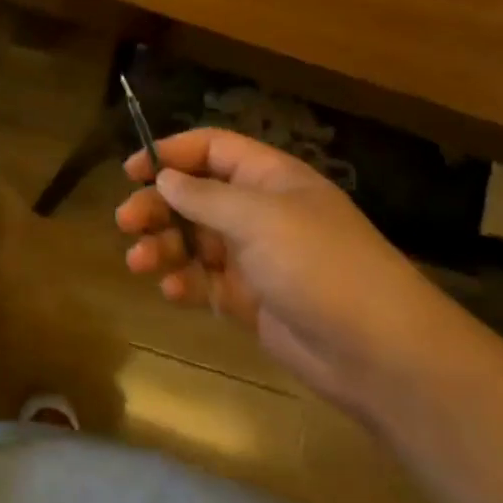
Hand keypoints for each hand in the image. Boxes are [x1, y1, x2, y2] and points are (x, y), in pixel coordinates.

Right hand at [116, 129, 464, 417]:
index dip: (171, 153)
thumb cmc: (318, 264)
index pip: (212, 149)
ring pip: (195, 240)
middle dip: (158, 206)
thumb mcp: (257, 218)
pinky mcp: (252, 300)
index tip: (133, 170)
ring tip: (138, 262)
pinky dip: (185, 283)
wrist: (378, 353)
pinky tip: (170, 291)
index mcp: (269, 178)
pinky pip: (207, 282)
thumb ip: (204, 196)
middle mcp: (260, 211)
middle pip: (196, 195)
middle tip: (125, 222)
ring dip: (163, 246)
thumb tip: (164, 178)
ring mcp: (256, 257)